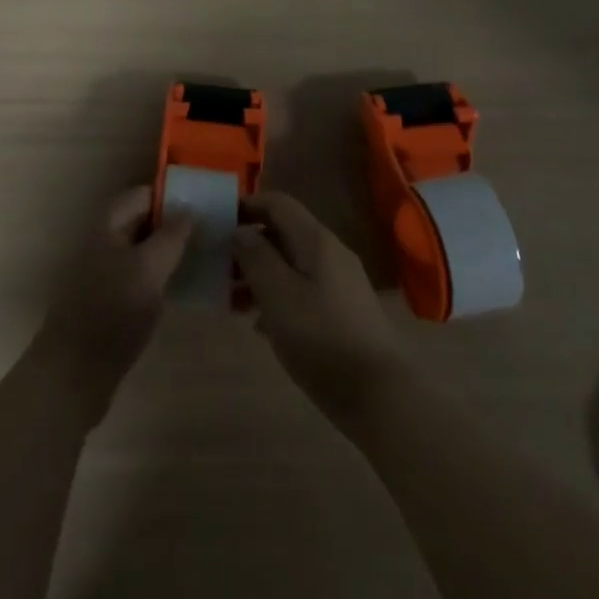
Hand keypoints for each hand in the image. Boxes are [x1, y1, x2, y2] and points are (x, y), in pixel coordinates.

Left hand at [37, 186, 192, 417]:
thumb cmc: (112, 311)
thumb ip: (171, 236)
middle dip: (176, 223)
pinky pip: (144, 276)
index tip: (208, 201)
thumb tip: (189, 208)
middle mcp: (107, 241)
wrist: (74, 373)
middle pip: (145, 220)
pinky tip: (188, 286)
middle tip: (214, 230)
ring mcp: (108, 272)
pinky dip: (164, 276)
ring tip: (209, 255)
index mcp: (109, 224)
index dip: (174, 195)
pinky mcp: (114, 302)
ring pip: (146, 250)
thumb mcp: (148, 268)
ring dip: (173, 251)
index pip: (145, 194)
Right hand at [233, 192, 408, 426]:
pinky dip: (278, 297)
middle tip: (219, 269)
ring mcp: (339, 282)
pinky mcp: (342, 311)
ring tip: (232, 300)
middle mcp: (330, 252)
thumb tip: (240, 230)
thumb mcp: (278, 296)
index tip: (217, 225)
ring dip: (260, 275)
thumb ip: (256, 257)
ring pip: (291, 264)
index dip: (247, 206)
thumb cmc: (322, 338)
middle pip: (283, 233)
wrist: (380, 395)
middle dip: (249, 246)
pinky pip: (302, 289)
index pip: (277, 203)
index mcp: (315, 240)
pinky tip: (260, 326)